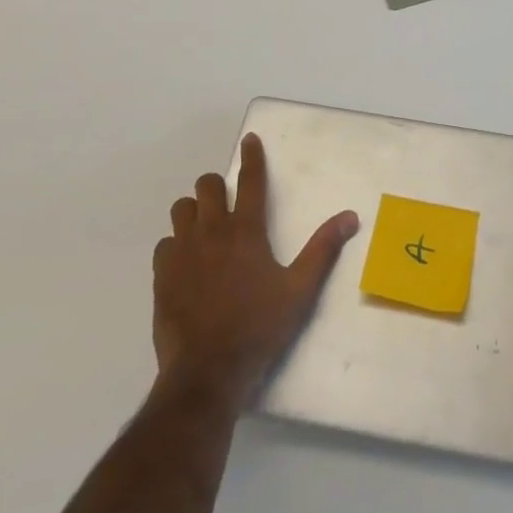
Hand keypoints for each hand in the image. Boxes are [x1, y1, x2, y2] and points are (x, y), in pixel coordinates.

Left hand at [152, 133, 359, 409]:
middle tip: (226, 202)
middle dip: (216, 186)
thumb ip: (323, 249)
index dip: (252, 157)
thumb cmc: (259, 328)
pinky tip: (186, 262)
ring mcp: (183, 252)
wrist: (207, 372)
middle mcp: (212, 232)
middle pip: (206, 186)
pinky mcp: (162, 275)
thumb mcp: (300, 290)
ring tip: (205, 228)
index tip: (250, 140)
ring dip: (194, 211)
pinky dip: (176, 245)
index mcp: (246, 231)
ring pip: (181, 209)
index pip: (250, 181)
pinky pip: (165, 244)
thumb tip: (350, 216)